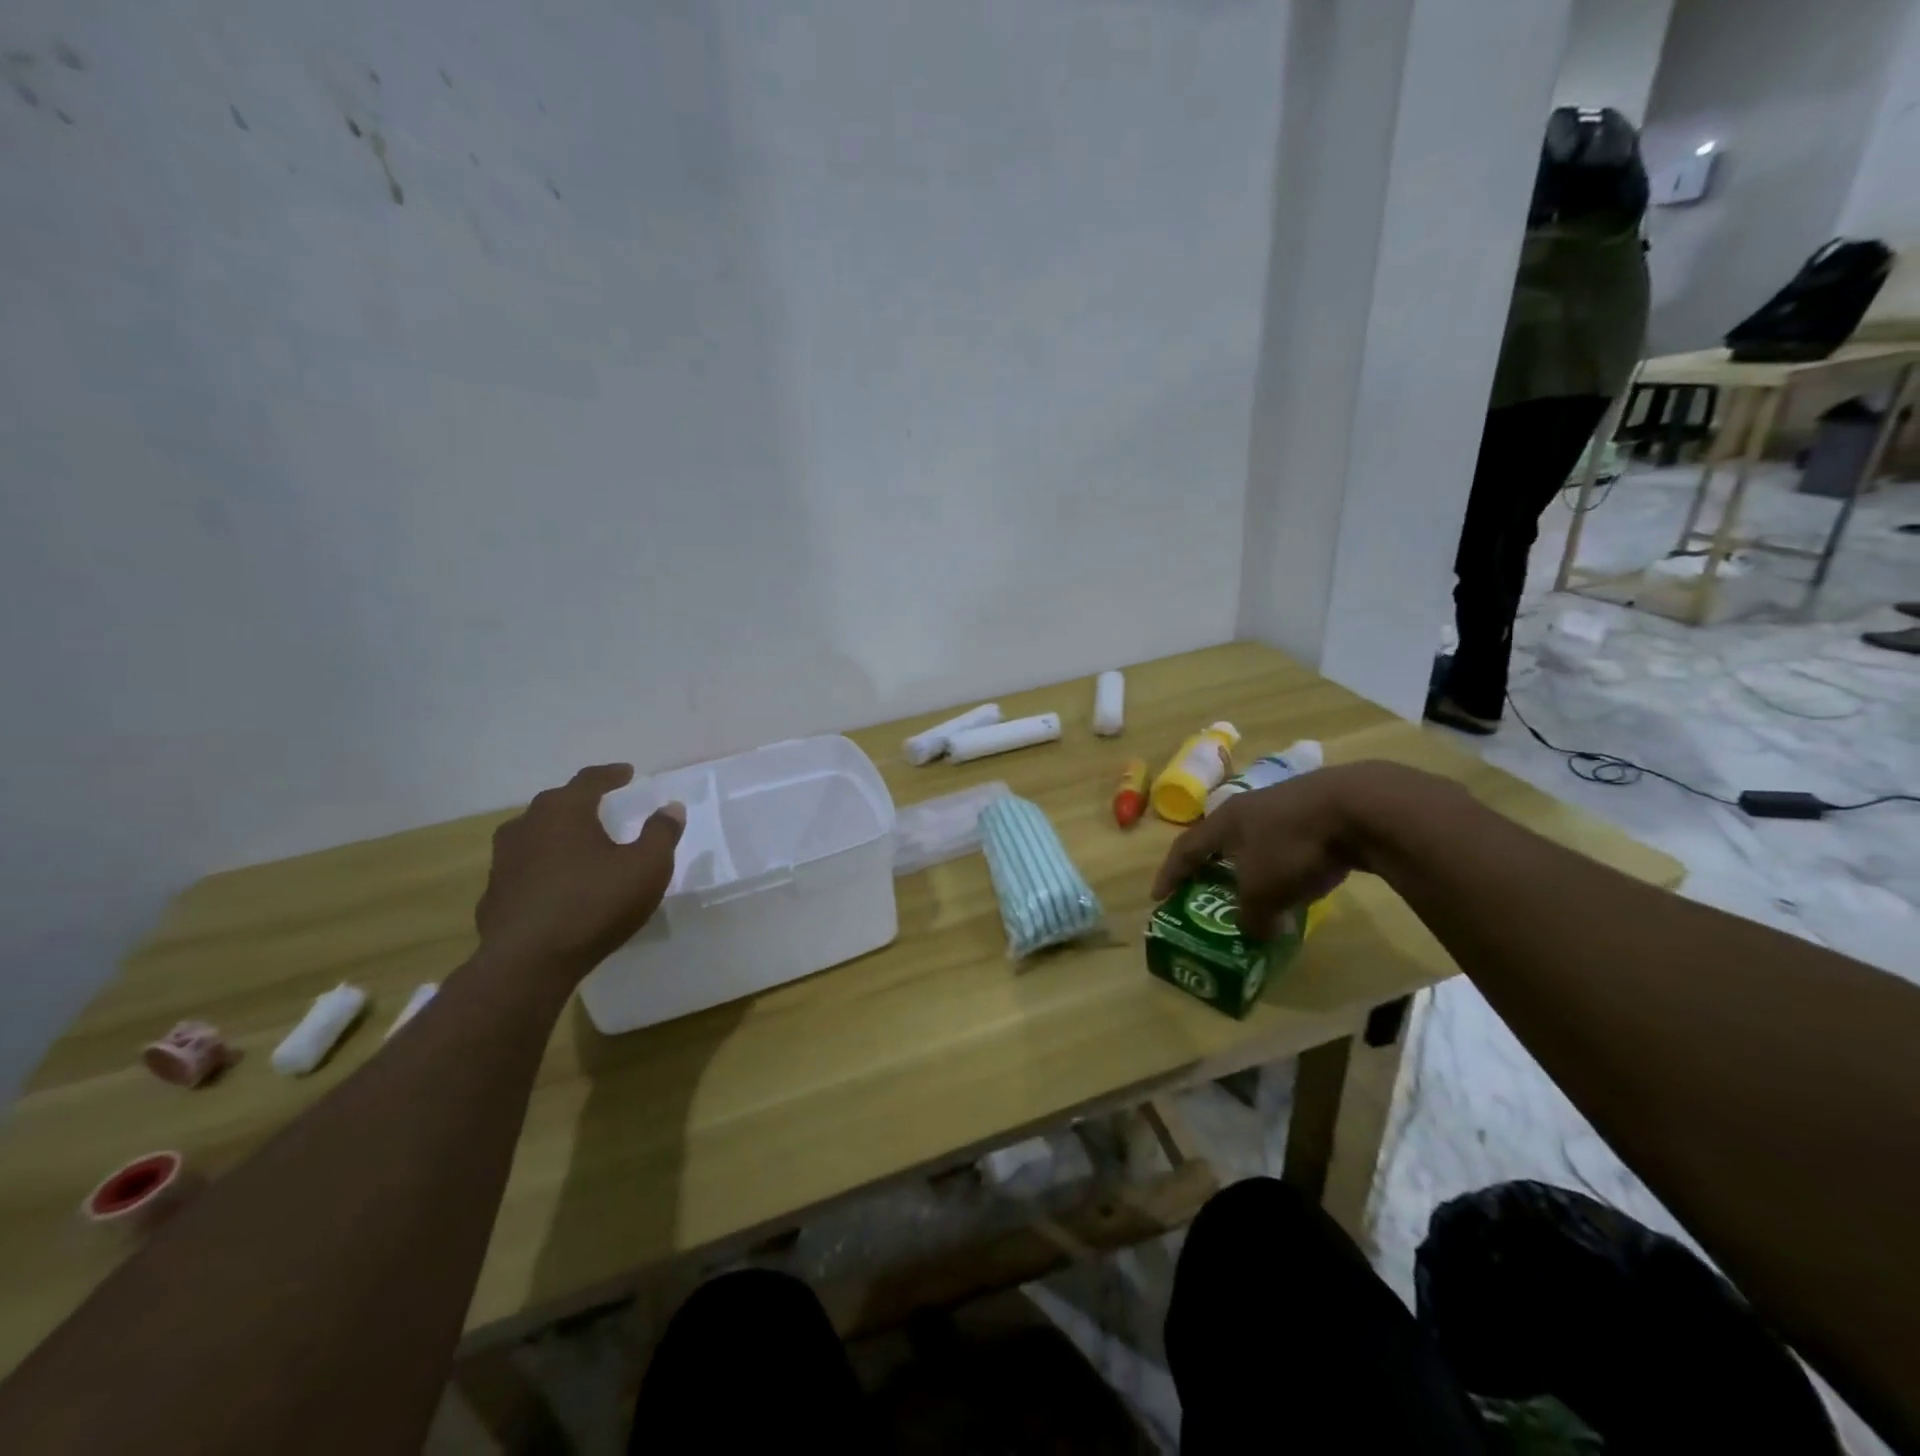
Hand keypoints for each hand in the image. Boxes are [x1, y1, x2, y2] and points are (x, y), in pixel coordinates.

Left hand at [476, 764, 684, 979]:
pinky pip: (523, 870)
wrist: (528, 963)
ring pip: (533, 835)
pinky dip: (541, 868)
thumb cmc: (595, 904)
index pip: (589, 780)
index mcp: (564, 812)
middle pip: (556, 804)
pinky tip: (555, 885)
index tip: (627, 773)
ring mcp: (503, 862)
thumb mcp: (647, 867)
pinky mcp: (493, 895)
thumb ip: (661, 833)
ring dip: (557, 834)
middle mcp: (527, 827)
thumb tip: (671, 807)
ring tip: (577, 844)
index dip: (611, 775)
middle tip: (602, 806)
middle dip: (580, 801)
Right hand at [1150, 762, 1444, 937]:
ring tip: (1258, 891)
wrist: (1359, 807)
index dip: (1171, 874)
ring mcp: (1285, 804)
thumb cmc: (1293, 846)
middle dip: (1214, 867)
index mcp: (1225, 821)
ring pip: (1258, 840)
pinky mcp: (1319, 809)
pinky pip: (1290, 842)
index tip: (1158, 897)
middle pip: (1221, 840)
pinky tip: (1300, 881)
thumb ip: (1250, 916)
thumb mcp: (1264, 892)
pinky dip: (1286, 864)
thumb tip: (1252, 931)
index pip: (1186, 849)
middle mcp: (1248, 808)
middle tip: (1210, 891)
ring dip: (1253, 867)